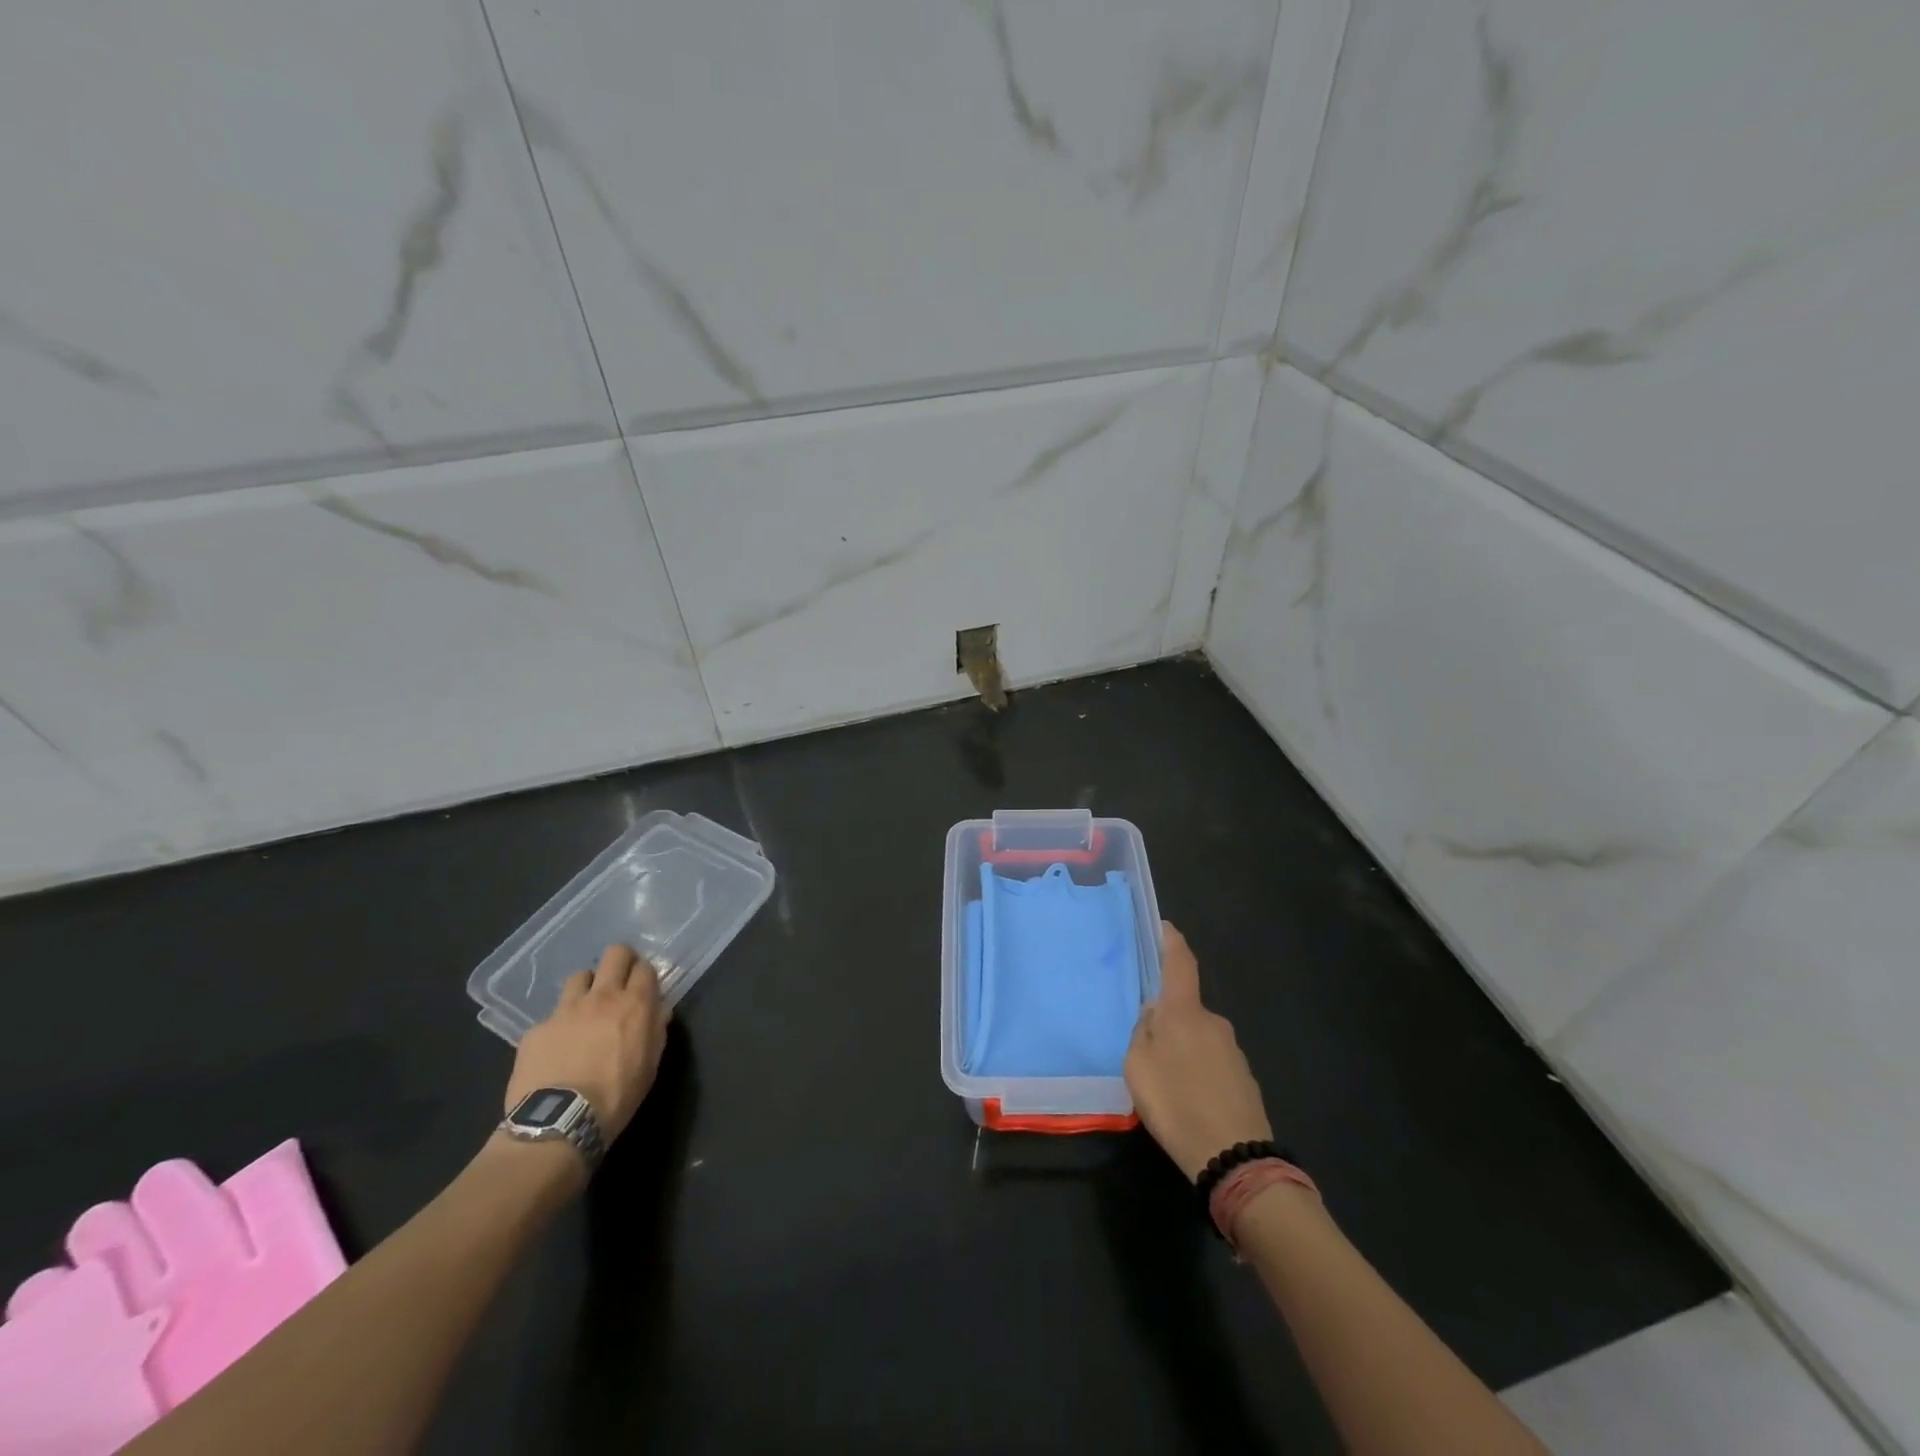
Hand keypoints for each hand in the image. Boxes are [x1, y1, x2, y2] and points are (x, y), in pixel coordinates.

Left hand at [505, 944, 670, 1142]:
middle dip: (620, 961)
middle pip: (615, 954)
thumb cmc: (617, 1096)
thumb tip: (659, 1010)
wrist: (559, 1121)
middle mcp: (602, 997)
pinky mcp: (538, 1028)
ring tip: (585, 1009)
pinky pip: (552, 1015)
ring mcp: (566, 1009)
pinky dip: (559, 1024)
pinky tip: (558, 1046)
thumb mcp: (650, 1065)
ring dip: (587, 987)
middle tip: (619, 981)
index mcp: (635, 1005)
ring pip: (580, 976)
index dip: (645, 975)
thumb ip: (656, 1031)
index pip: (645, 968)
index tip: (643, 987)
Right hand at [1124, 923, 1273, 1181]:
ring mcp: (1233, 1051)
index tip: (1165, 926)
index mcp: (1185, 1012)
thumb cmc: (1176, 1103)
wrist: (1235, 1158)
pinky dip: (1197, 1071)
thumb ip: (1142, 1033)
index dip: (1172, 941)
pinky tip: (1187, 1099)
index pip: (1180, 963)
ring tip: (1165, 1082)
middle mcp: (1213, 1022)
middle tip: (1146, 1046)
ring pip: (1198, 1037)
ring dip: (1182, 1048)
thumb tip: (1153, 1016)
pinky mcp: (1244, 1079)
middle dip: (1167, 1018)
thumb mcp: (1138, 1066)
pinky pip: (1211, 1062)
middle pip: (1185, 1007)